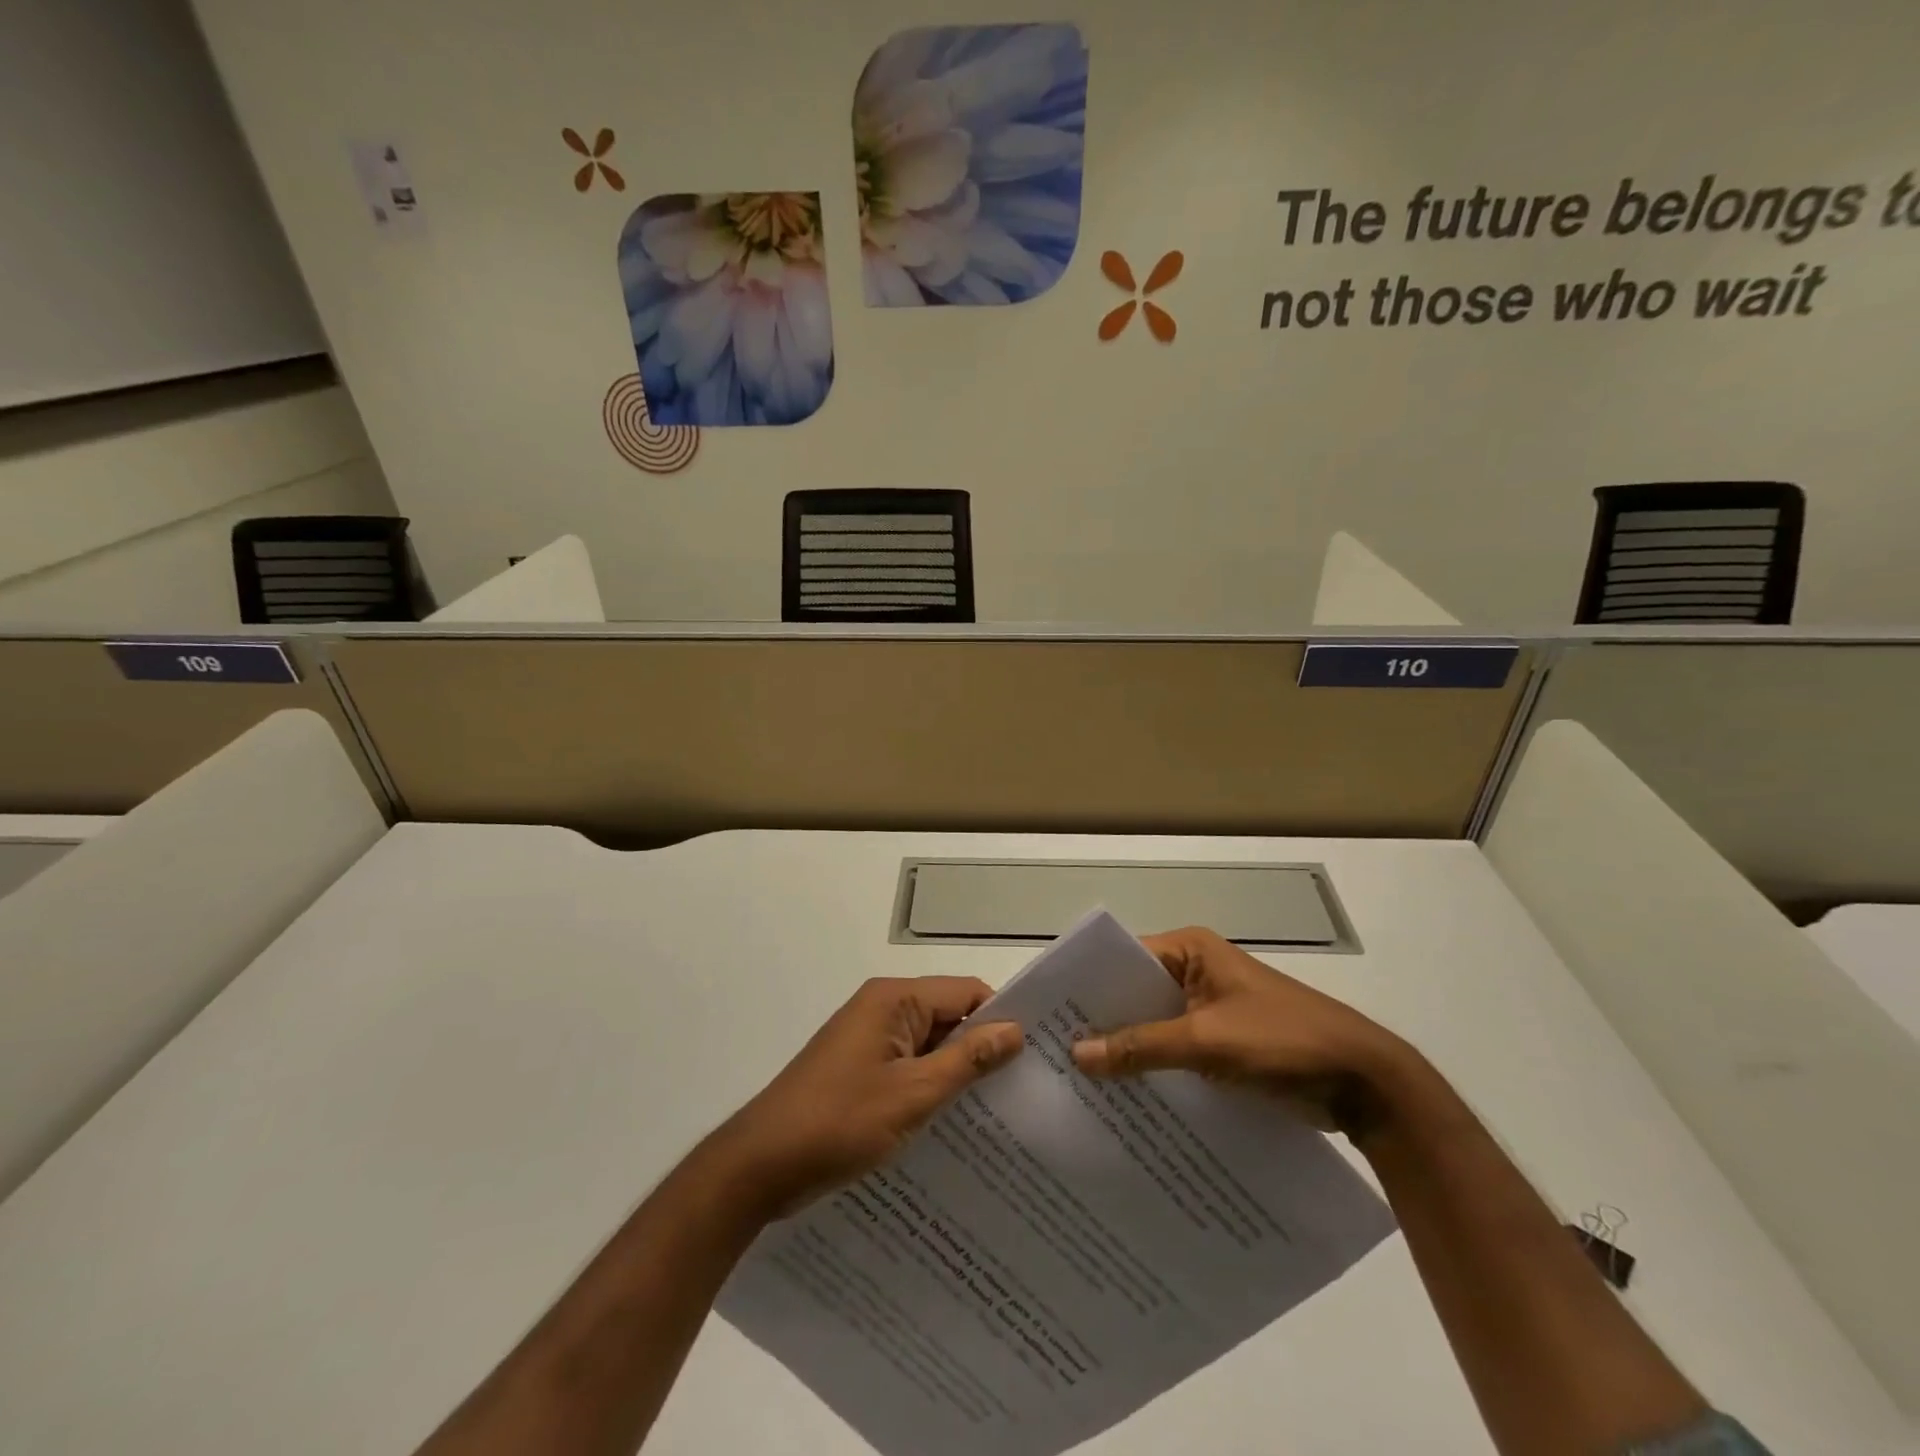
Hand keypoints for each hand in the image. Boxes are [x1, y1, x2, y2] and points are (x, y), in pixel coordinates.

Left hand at [707, 977, 1022, 1218]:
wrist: (759, 1166)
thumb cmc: (838, 1123)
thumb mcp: (913, 1094)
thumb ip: (967, 1059)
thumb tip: (1015, 1030)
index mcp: (894, 999)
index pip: (966, 992)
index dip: (1002, 1019)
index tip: (1037, 1056)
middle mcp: (882, 1008)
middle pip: (949, 1016)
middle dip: (983, 1049)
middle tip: (1027, 1090)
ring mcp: (868, 1039)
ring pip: (930, 1045)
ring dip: (958, 1073)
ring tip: (1001, 1113)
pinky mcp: (859, 1068)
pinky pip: (908, 1067)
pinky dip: (931, 1087)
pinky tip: (956, 1124)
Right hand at [1070, 926, 1412, 1134]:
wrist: (1364, 1081)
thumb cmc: (1282, 1040)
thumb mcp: (1206, 1041)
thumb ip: (1141, 1046)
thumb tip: (1076, 1054)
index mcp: (1190, 950)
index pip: (1123, 959)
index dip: (1088, 985)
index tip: (1049, 1015)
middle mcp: (1194, 971)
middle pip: (1135, 993)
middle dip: (1102, 1022)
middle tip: (1053, 1054)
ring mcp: (1209, 1007)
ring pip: (1153, 1025)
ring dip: (1127, 1049)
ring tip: (1076, 1081)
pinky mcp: (1222, 1041)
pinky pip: (1174, 1049)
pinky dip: (1152, 1068)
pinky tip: (1122, 1099)